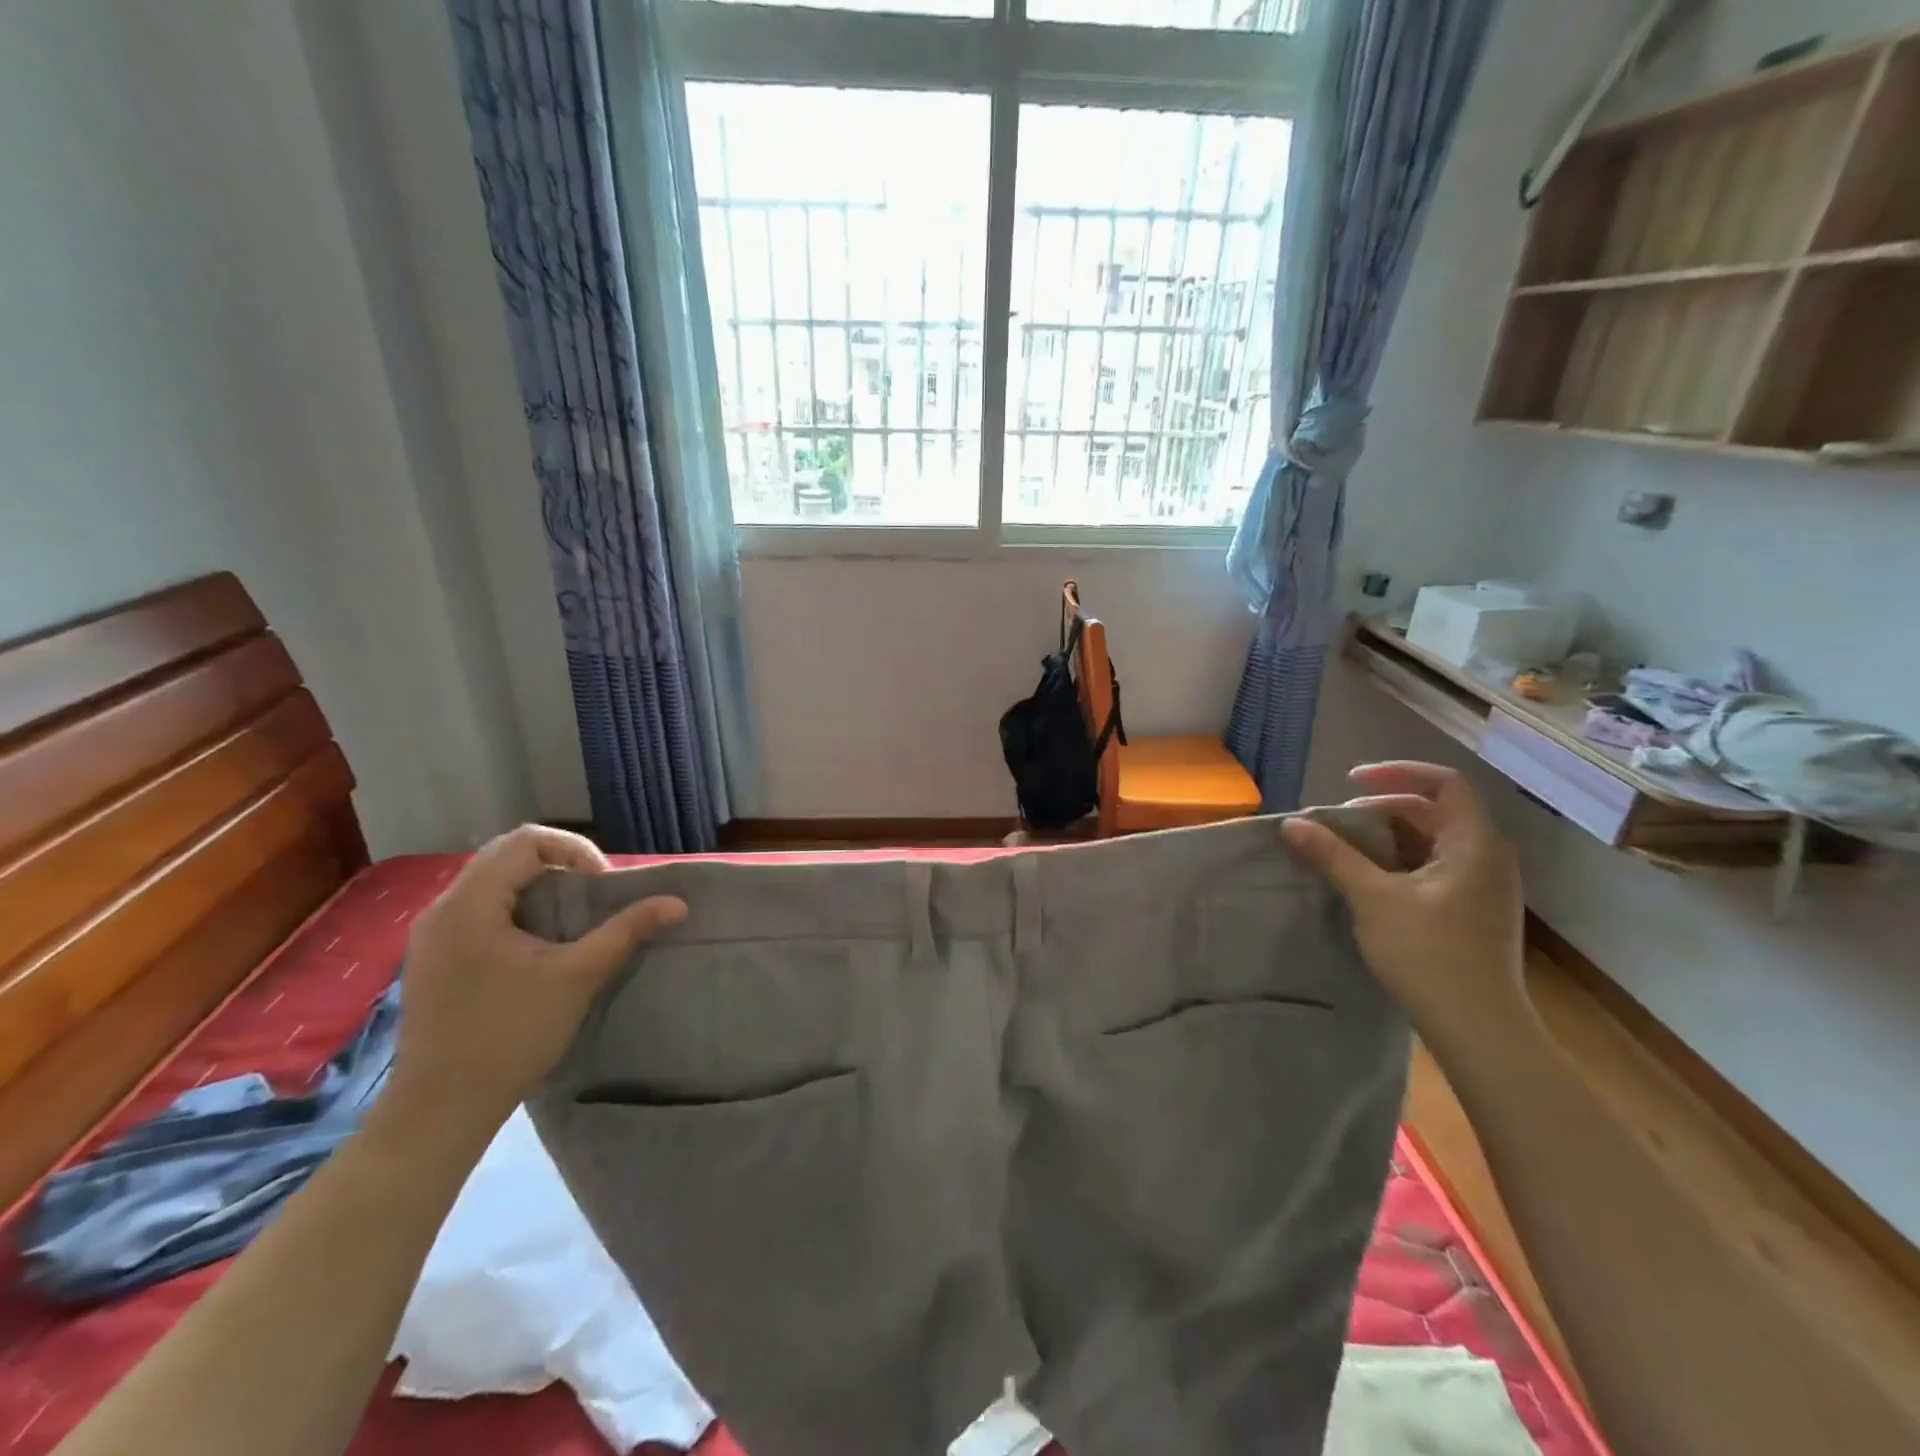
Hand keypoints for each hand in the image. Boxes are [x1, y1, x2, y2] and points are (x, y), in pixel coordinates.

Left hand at [379, 826, 686, 1143]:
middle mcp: (442, 909)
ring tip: (573, 920)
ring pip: (492, 883)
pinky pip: (480, 911)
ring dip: (538, 888)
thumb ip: (626, 931)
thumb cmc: (510, 1036)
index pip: (526, 840)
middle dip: (559, 866)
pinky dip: (517, 911)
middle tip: (593, 898)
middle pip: (507, 856)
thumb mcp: (578, 977)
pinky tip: (538, 947)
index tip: (602, 886)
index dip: (574, 850)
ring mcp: (432, 936)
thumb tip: (677, 902)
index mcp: (469, 904)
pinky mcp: (433, 960)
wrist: (440, 1111)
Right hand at [1281, 762, 1529, 1050]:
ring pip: (1431, 842)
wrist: (1479, 1030)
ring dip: (1386, 838)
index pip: (1444, 783)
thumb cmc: (1430, 955)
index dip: (1396, 773)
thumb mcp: (1373, 899)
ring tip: (1344, 851)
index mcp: (1475, 844)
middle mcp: (1487, 857)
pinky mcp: (1472, 911)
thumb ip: (1333, 856)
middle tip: (1336, 824)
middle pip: (1434, 811)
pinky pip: (1433, 868)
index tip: (1349, 782)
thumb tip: (1292, 823)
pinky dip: (1398, 863)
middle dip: (1382, 810)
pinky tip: (1367, 883)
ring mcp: (1483, 887)